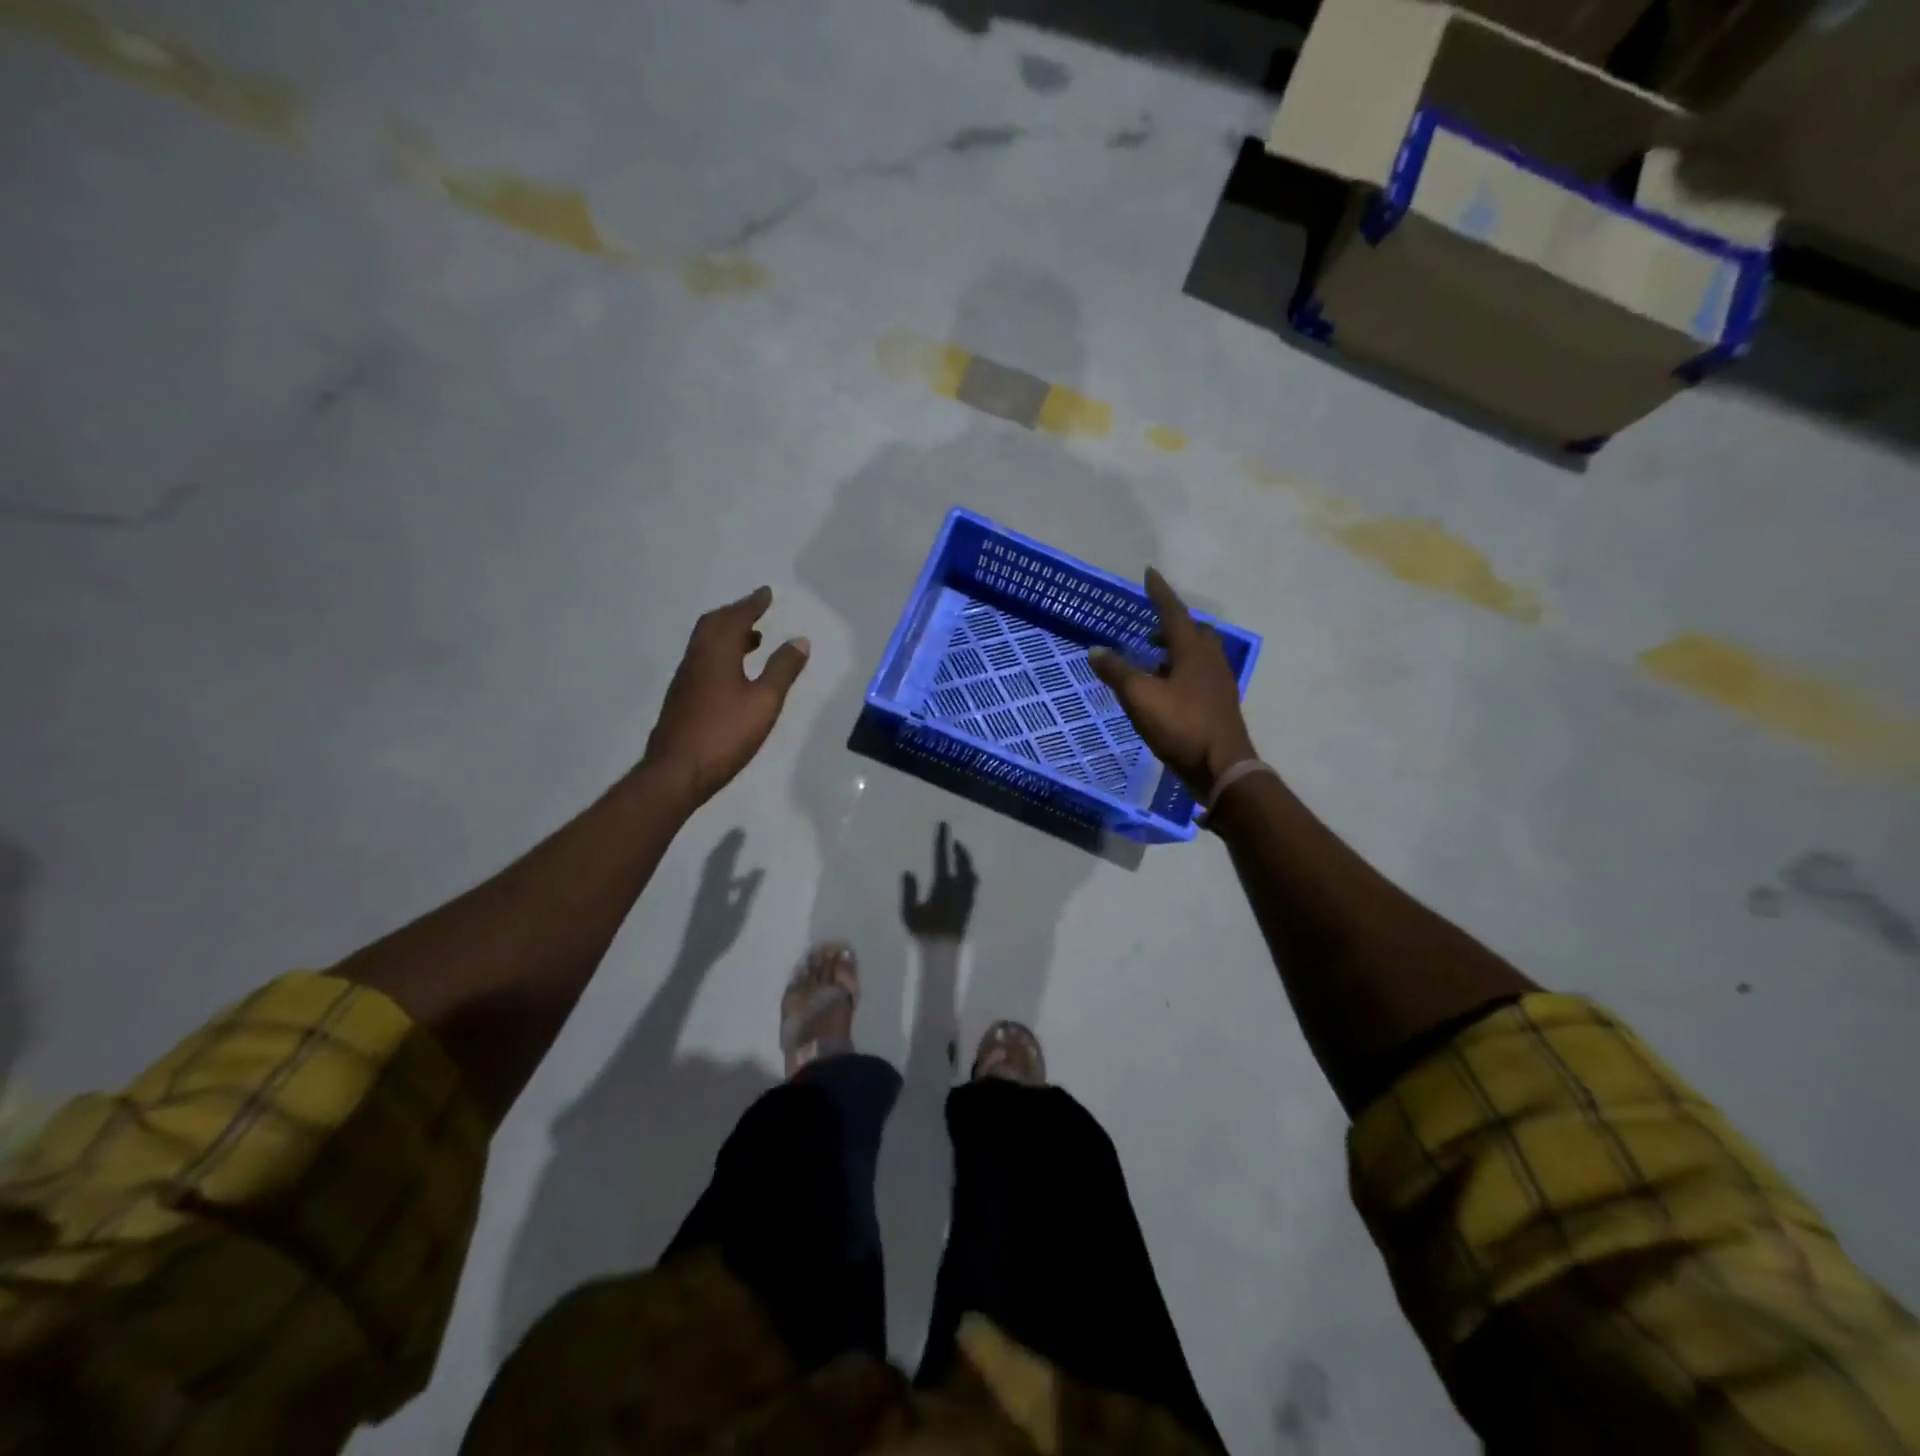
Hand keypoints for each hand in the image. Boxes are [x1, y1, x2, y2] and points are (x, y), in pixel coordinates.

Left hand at [643, 586, 809, 808]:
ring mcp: (685, 679)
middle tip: (756, 610)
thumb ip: (782, 670)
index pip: (735, 618)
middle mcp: (696, 659)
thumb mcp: (764, 702)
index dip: (751, 604)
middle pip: (713, 625)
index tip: (766, 592)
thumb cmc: (725, 734)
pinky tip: (733, 672)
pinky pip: (702, 660)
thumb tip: (799, 640)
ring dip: (728, 634)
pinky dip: (720, 653)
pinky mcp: (682, 698)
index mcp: (716, 654)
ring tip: (752, 639)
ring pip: (705, 643)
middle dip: (736, 614)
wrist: (676, 772)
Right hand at [902, 821, 976, 940]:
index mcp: (943, 885)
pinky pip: (972, 885)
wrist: (942, 954)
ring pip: (972, 874)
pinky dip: (968, 875)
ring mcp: (967, 898)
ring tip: (960, 859)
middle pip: (964, 863)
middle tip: (954, 843)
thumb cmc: (923, 933)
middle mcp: (959, 888)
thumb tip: (909, 872)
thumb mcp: (910, 912)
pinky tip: (963, 880)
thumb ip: (909, 891)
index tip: (944, 825)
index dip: (943, 840)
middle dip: (960, 851)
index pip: (942, 856)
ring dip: (966, 863)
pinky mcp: (969, 908)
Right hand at [1089, 568, 1255, 798]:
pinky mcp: (1221, 704)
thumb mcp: (1140, 697)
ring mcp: (1219, 682)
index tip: (1149, 573)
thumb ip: (1117, 672)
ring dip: (1177, 651)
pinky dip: (1183, 672)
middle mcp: (1211, 659)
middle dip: (1171, 626)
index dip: (1159, 592)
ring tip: (1154, 662)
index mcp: (1193, 650)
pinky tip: (1168, 691)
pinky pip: (1201, 675)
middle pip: (1193, 632)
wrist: (1221, 766)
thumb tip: (1095, 650)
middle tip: (1150, 630)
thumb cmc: (1181, 725)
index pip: (1173, 612)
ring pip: (1199, 654)